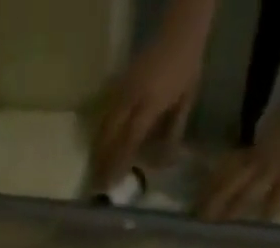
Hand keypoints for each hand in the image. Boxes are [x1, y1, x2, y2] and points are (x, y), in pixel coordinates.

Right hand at [91, 26, 207, 186]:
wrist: (180, 31)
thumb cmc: (186, 69)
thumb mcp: (185, 102)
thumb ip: (172, 131)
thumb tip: (164, 161)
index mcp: (150, 103)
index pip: (130, 141)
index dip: (119, 164)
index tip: (111, 185)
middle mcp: (132, 97)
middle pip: (111, 135)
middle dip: (102, 161)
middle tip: (96, 185)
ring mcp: (123, 89)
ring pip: (104, 125)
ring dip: (97, 149)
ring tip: (92, 171)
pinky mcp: (119, 85)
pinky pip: (105, 113)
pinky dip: (100, 133)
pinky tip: (96, 147)